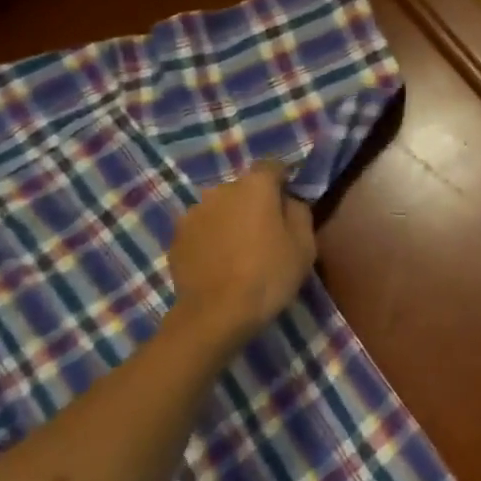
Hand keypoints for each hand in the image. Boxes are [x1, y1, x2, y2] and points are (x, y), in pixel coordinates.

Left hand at [165, 163, 316, 354]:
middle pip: (244, 188)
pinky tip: (220, 265)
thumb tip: (289, 200)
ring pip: (220, 209)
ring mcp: (193, 212)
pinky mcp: (176, 237)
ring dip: (231, 221)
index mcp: (254, 185)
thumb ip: (299, 212)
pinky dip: (212, 239)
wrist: (216, 314)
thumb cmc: (269, 275)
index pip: (273, 166)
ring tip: (240, 252)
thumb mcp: (304, 245)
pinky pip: (202, 230)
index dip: (284, 181)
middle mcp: (220, 189)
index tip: (290, 203)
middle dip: (255, 204)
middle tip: (267, 234)